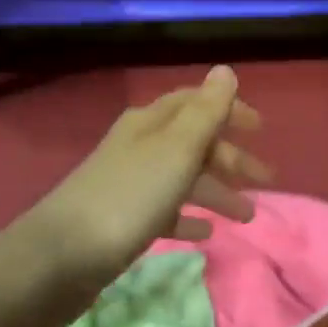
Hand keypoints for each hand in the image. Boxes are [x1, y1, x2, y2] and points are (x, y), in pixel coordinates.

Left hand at [28, 66, 270, 286]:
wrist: (63, 256)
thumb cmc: (130, 196)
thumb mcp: (176, 150)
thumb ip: (205, 112)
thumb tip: (224, 70)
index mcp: (151, 123)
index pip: (195, 103)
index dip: (228, 110)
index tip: (261, 129)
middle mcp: (139, 146)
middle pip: (193, 143)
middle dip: (230, 159)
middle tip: (264, 181)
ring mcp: (129, 184)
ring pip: (183, 179)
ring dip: (216, 192)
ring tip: (246, 217)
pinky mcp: (123, 221)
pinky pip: (165, 212)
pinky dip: (188, 218)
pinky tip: (205, 233)